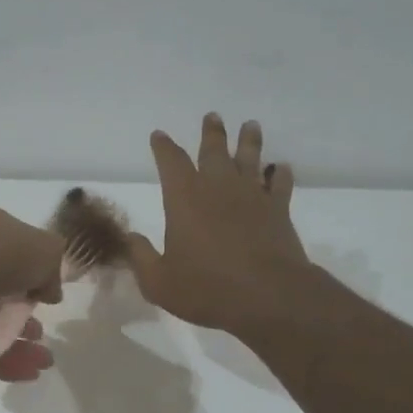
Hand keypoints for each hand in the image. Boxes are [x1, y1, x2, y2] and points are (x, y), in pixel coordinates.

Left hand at [0, 207, 64, 381]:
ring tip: (43, 360)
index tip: (47, 299)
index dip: (32, 277)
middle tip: (42, 334)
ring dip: (19, 344)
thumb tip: (50, 290)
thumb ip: (53, 267)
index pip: (11, 254)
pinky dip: (2, 360)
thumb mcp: (44, 249)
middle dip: (24, 317)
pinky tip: (28, 372)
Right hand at [128, 114, 311, 334]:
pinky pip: (280, 184)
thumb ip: (141, 257)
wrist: (267, 296)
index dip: (163, 147)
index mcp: (184, 198)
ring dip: (249, 141)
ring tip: (250, 125)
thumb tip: (131, 238)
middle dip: (211, 133)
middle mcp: (218, 188)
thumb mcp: (159, 281)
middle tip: (212, 116)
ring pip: (250, 159)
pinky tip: (281, 168)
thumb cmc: (206, 287)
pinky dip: (280, 174)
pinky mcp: (278, 211)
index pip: (171, 162)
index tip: (159, 135)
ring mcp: (252, 196)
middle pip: (214, 150)